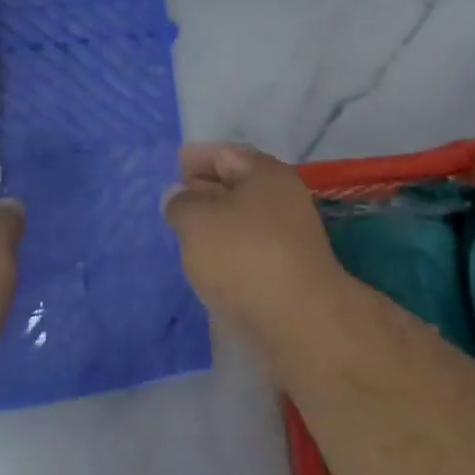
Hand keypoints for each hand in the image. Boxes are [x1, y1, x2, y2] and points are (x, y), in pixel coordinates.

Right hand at [162, 144, 344, 349]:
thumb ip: (181, 203)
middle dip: (205, 187)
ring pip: (244, 218)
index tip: (174, 164)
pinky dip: (229, 249)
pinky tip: (208, 262)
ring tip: (185, 230)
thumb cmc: (244, 256)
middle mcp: (283, 197)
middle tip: (174, 197)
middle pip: (238, 184)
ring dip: (216, 221)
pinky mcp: (289, 271)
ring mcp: (290, 235)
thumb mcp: (196, 221)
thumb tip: (178, 194)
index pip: (226, 153)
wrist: (299, 321)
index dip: (197, 157)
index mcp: (266, 173)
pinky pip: (251, 248)